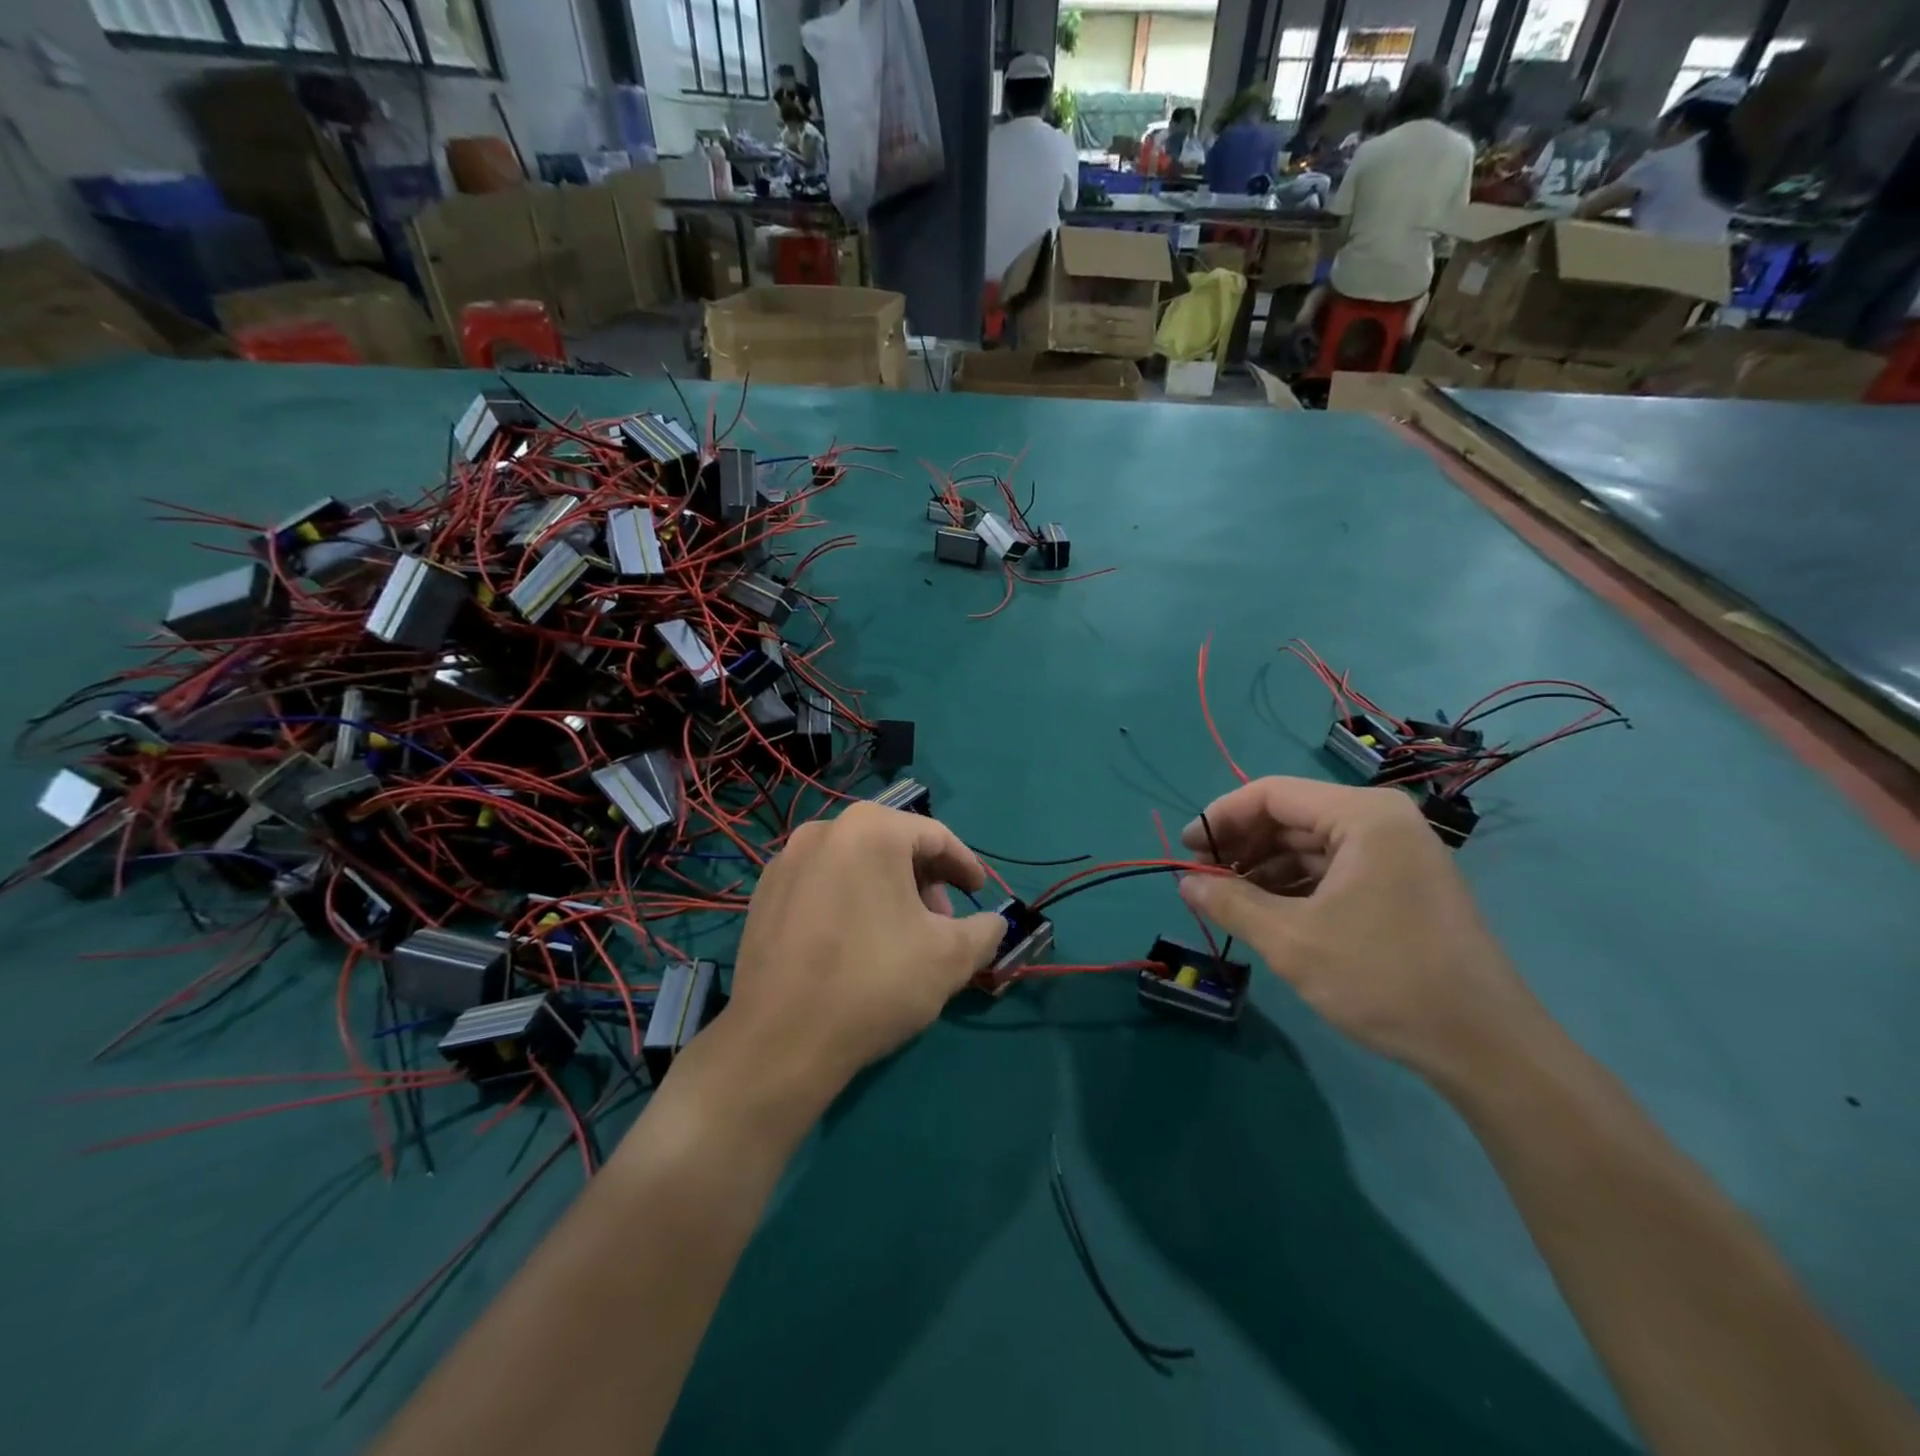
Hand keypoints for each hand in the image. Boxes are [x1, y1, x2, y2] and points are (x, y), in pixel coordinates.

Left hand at [723, 803, 1007, 1106]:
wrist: (780, 1041)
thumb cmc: (874, 983)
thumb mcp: (950, 957)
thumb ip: (984, 930)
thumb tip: (994, 924)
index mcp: (871, 829)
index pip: (936, 836)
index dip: (964, 865)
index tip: (979, 892)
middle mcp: (824, 829)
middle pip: (893, 845)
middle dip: (925, 881)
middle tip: (941, 923)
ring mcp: (786, 861)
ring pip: (856, 864)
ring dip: (888, 891)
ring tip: (900, 937)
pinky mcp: (763, 894)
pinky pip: (823, 884)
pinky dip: (850, 901)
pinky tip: (856, 944)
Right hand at [1178, 777, 1541, 1081]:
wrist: (1487, 1048)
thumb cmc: (1384, 979)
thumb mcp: (1292, 941)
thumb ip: (1231, 902)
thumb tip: (1184, 883)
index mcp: (1361, 815)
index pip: (1271, 794)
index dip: (1220, 818)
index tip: (1185, 851)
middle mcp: (1382, 821)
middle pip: (1290, 816)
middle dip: (1241, 845)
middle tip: (1201, 879)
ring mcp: (1396, 852)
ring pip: (1310, 844)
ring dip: (1263, 867)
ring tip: (1227, 900)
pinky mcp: (1401, 883)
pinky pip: (1333, 868)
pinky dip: (1294, 885)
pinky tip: (1267, 911)